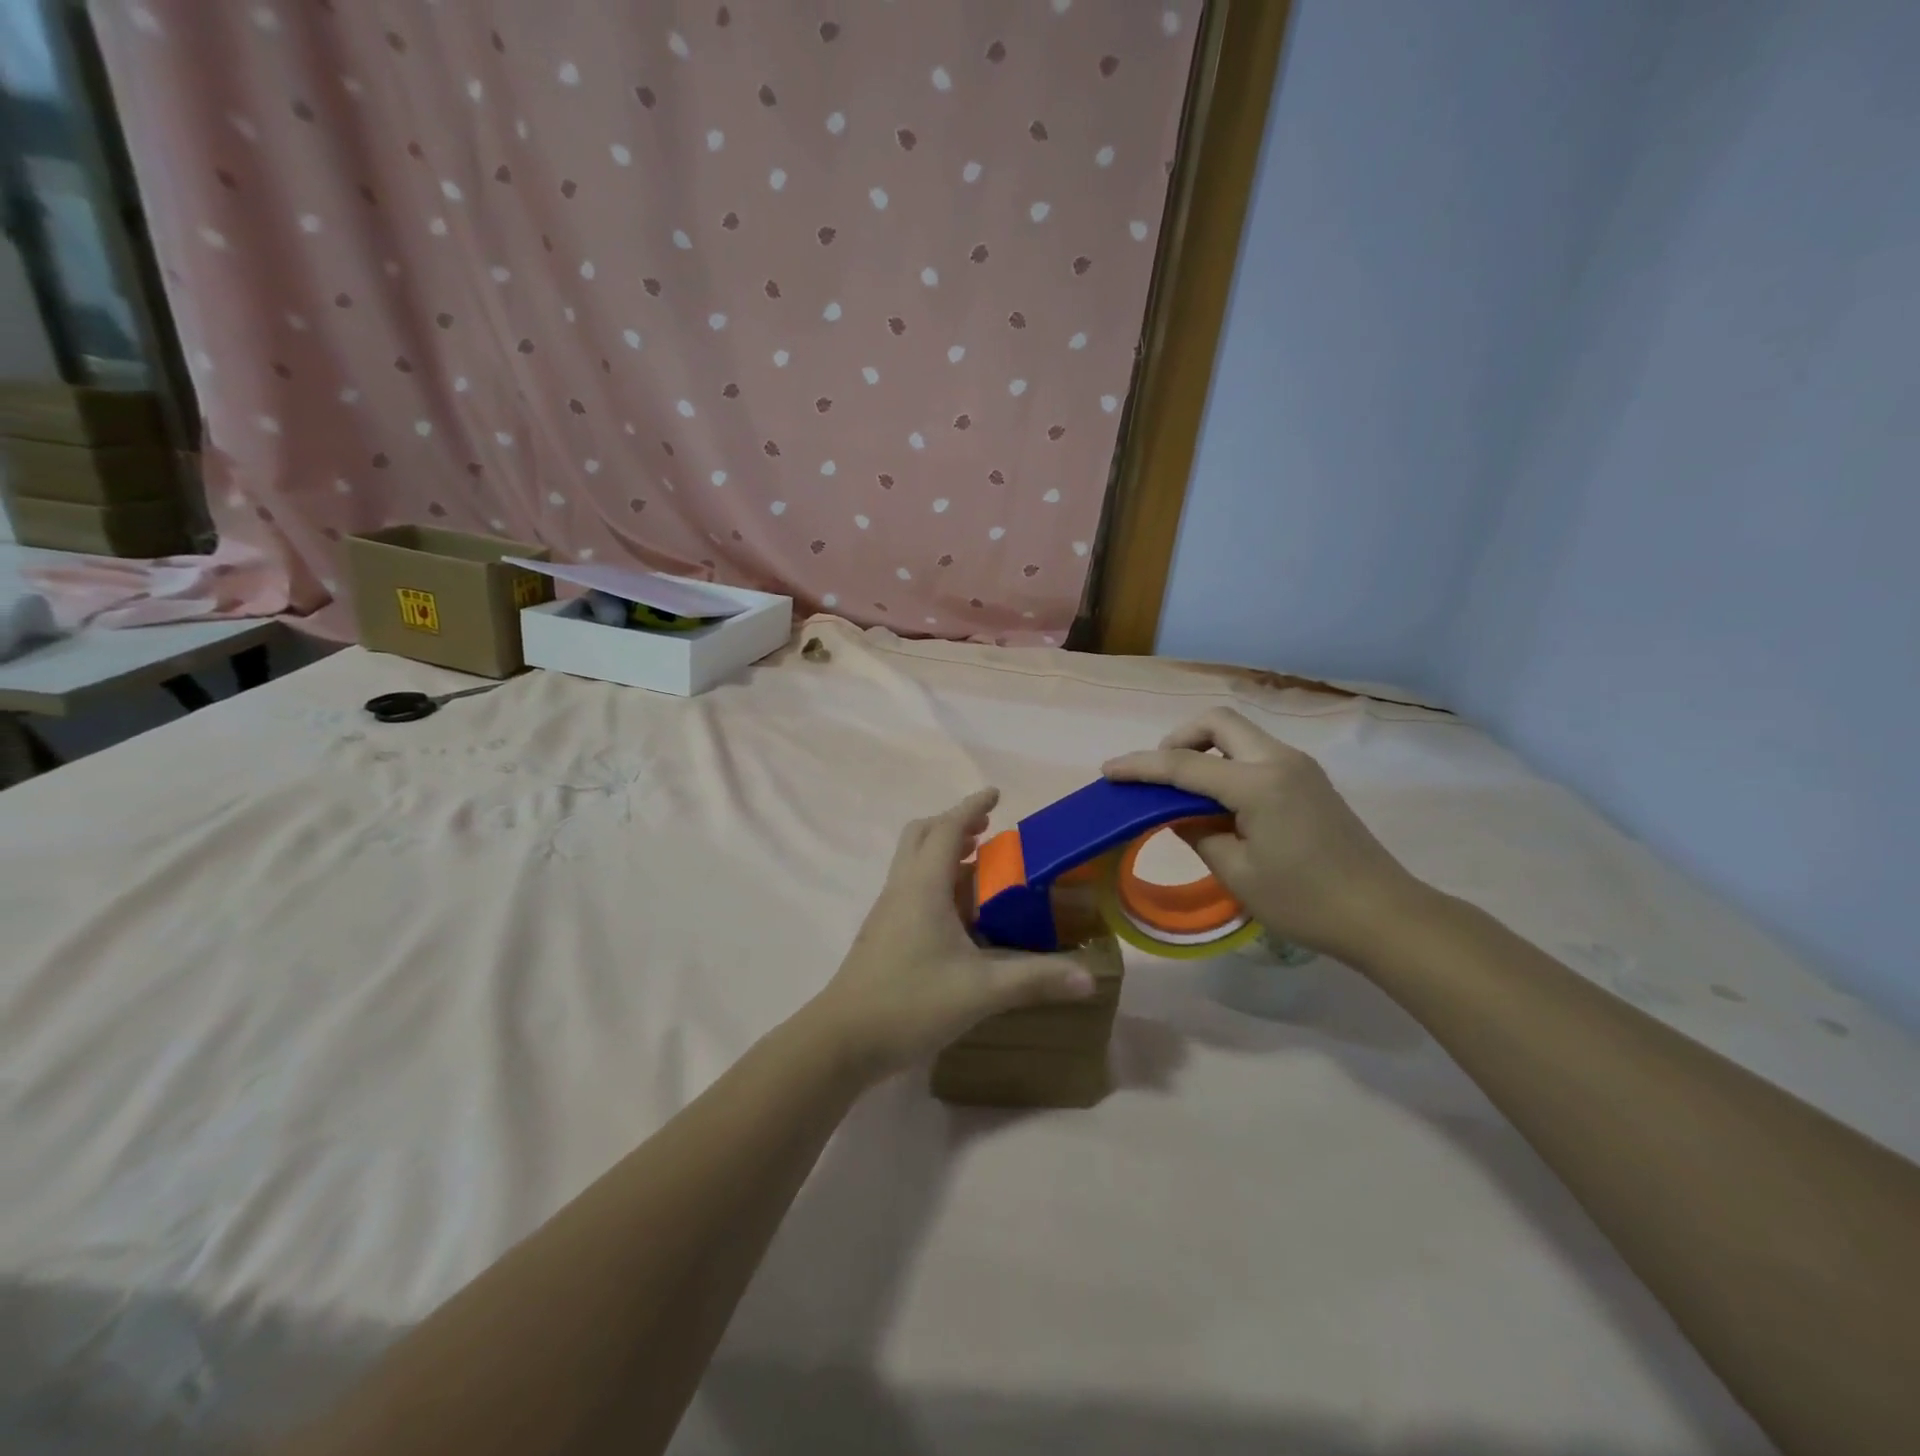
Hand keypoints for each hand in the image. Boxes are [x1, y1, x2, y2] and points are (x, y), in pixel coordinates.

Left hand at [805, 788, 1098, 1084]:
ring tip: (980, 866)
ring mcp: (888, 911)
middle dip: (954, 823)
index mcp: (924, 886)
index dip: (972, 806)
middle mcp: (902, 888)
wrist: (843, 1039)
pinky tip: (958, 913)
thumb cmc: (911, 1002)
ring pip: (913, 861)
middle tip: (987, 830)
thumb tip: (1089, 977)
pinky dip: (936, 880)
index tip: (996, 793)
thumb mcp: (981, 991)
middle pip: (922, 835)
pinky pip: (911, 887)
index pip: (947, 828)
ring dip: (944, 851)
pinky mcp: (883, 933)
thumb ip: (1036, 980)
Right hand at [1103, 708, 1421, 961]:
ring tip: (1184, 791)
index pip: (1184, 765)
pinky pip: (1255, 753)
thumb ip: (1198, 833)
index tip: (1108, 770)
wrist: (1384, 916)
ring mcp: (1299, 767)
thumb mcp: (1238, 874)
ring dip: (1204, 749)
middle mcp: (1279, 760)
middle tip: (1159, 775)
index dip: (1141, 767)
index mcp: (1258, 783)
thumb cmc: (1305, 901)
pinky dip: (1227, 763)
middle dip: (1178, 738)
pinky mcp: (1309, 781)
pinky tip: (1218, 801)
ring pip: (1239, 733)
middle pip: (1217, 721)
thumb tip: (1179, 814)